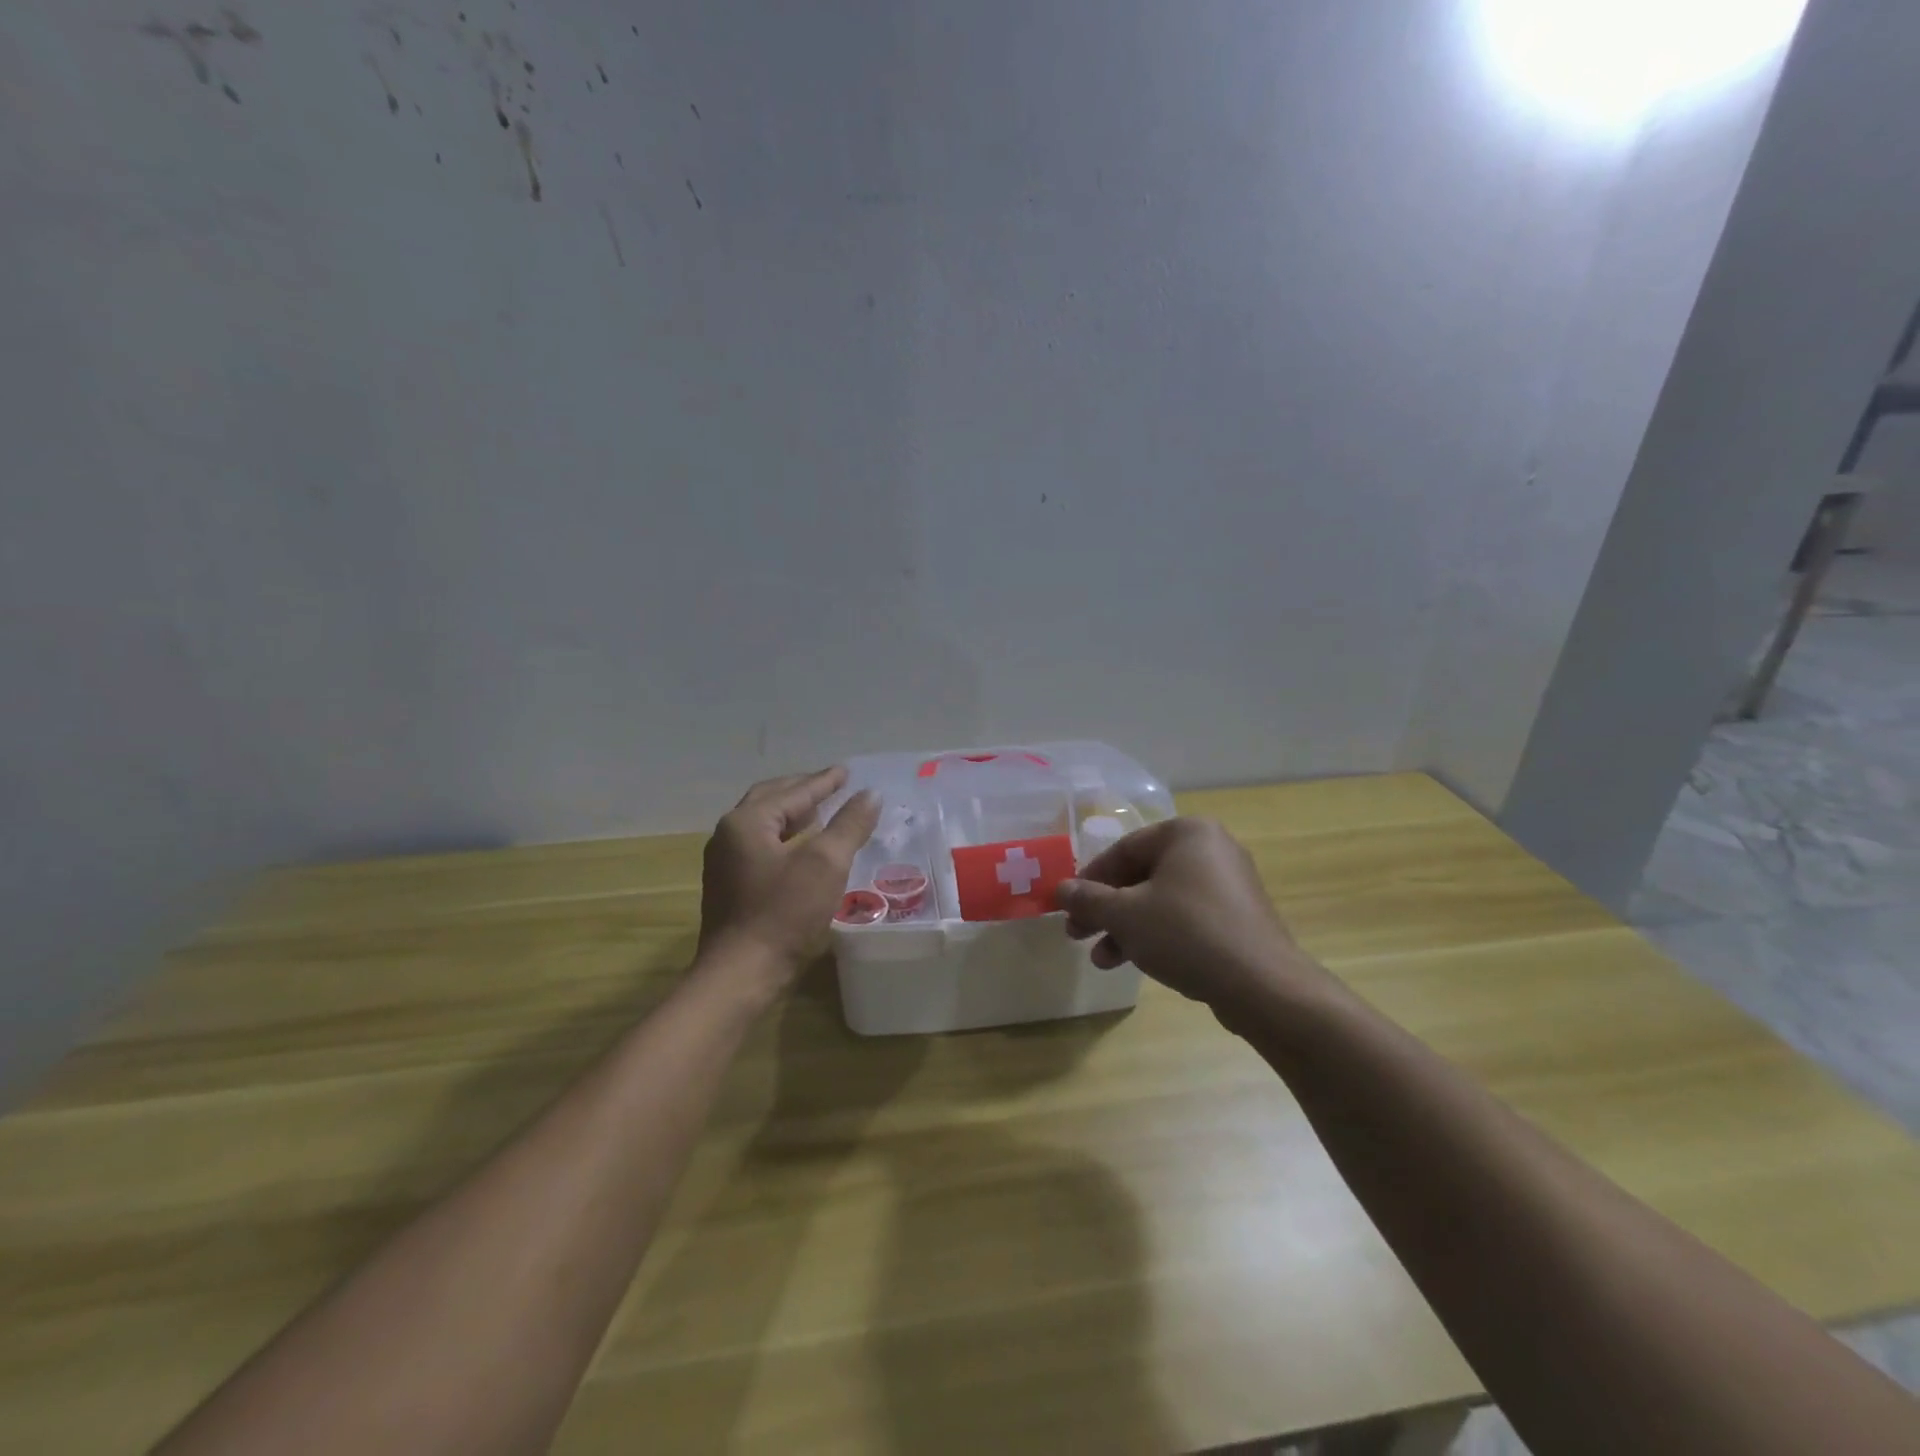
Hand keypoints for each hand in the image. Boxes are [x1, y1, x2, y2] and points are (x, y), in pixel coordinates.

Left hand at [696, 768, 879, 1002]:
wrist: (741, 974)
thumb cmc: (784, 913)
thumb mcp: (826, 864)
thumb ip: (849, 825)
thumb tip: (870, 795)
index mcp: (747, 822)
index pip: (794, 792)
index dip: (824, 781)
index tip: (846, 772)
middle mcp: (729, 835)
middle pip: (770, 800)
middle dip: (802, 791)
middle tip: (831, 785)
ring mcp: (724, 862)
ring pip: (762, 825)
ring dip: (791, 814)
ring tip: (819, 812)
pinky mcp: (728, 887)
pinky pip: (760, 847)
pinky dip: (783, 837)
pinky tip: (801, 849)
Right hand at [1056, 817, 1334, 1024]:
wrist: (1263, 987)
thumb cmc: (1187, 934)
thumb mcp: (1126, 915)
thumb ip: (1088, 899)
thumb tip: (1059, 889)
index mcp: (1186, 833)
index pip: (1123, 849)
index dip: (1089, 880)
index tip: (1067, 906)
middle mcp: (1211, 849)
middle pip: (1142, 875)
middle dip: (1106, 909)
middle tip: (1077, 935)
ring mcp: (1228, 884)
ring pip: (1161, 901)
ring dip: (1126, 928)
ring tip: (1101, 960)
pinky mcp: (1238, 918)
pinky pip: (1186, 918)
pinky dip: (1157, 935)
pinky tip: (1135, 963)